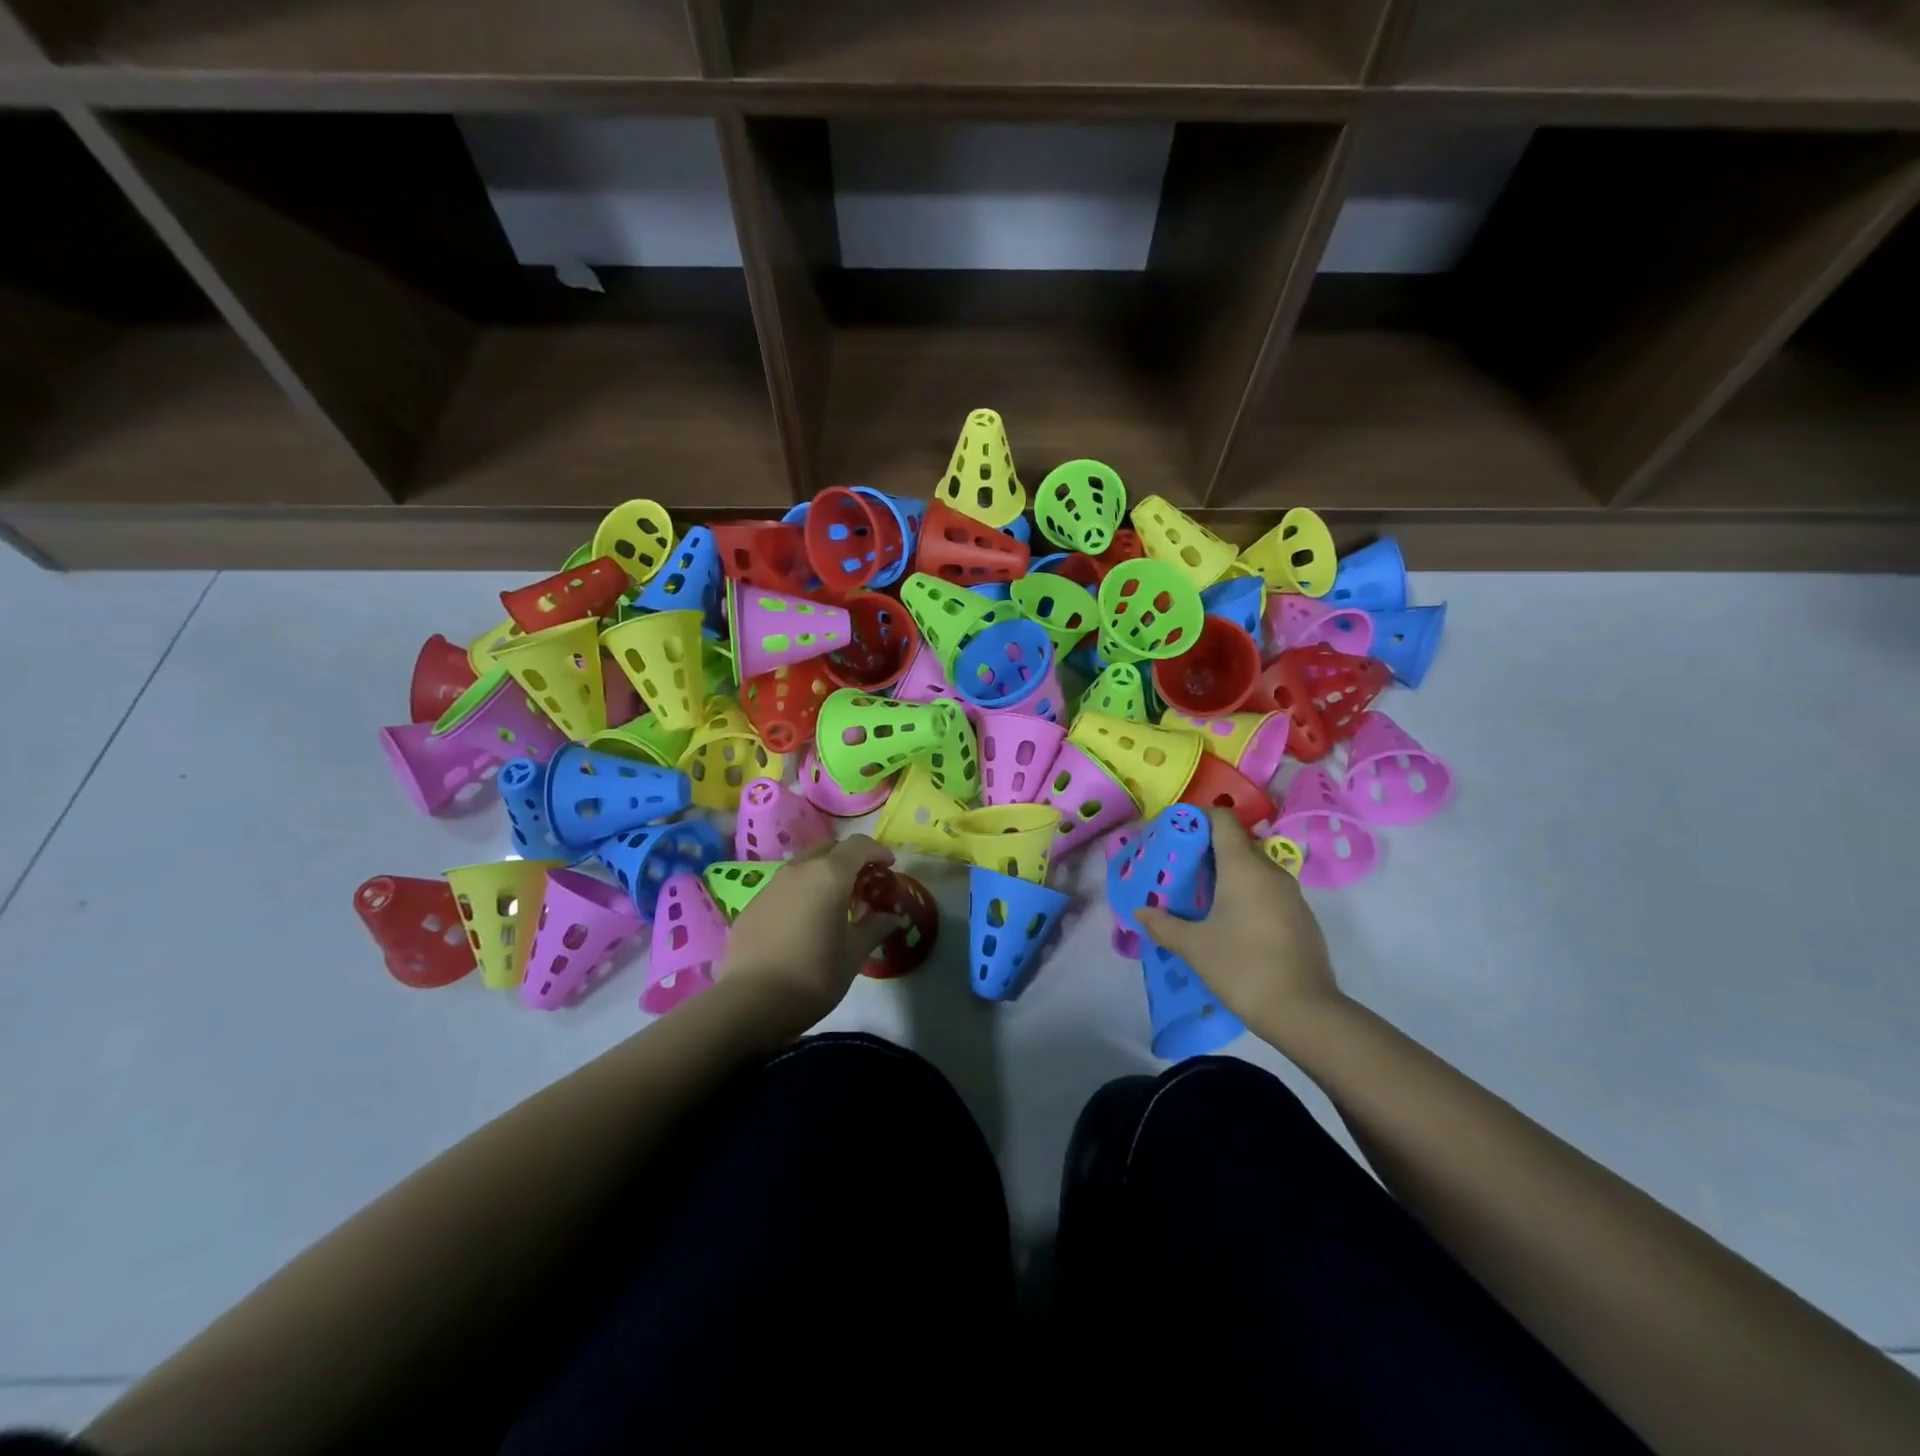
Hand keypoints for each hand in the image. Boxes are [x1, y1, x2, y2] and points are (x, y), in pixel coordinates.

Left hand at [719, 835, 904, 1023]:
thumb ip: (875, 928)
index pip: (858, 845)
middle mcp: (799, 870)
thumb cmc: (814, 974)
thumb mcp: (854, 953)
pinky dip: (800, 893)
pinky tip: (803, 922)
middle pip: (829, 849)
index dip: (877, 851)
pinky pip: (783, 888)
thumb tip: (891, 917)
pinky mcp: (752, 906)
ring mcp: (771, 886)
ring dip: (822, 874)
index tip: (889, 866)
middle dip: (849, 859)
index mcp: (829, 875)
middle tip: (862, 884)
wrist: (751, 1003)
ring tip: (833, 903)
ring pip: (803, 866)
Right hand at [1136, 807, 1340, 1043]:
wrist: (1304, 1012)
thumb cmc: (1242, 967)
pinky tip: (1229, 921)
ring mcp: (1291, 894)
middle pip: (1237, 842)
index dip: (1197, 817)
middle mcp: (1270, 871)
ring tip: (1200, 895)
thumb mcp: (1193, 947)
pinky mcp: (1301, 917)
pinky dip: (1246, 892)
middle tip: (1180, 868)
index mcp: (1243, 866)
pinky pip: (1268, 890)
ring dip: (1228, 873)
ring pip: (1254, 867)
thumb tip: (1140, 911)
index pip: (1223, 819)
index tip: (1175, 832)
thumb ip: (1163, 925)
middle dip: (1207, 848)